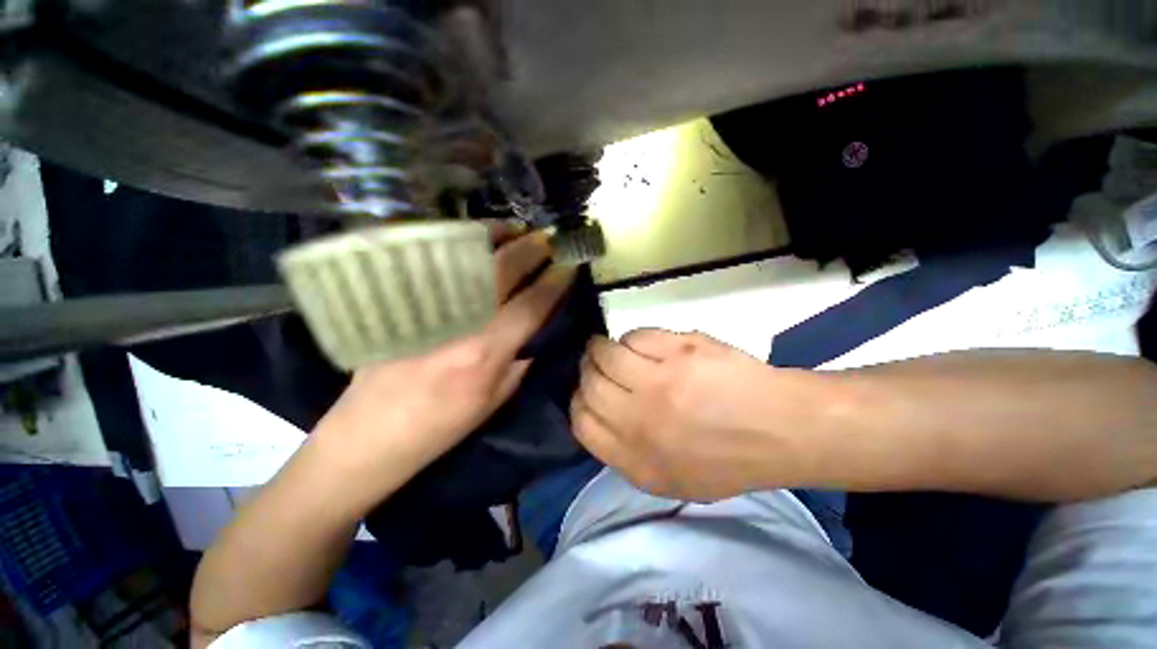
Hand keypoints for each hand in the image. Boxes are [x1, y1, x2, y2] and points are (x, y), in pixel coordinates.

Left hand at [313, 222, 575, 490]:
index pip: (532, 304)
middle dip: (532, 249)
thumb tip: (535, 327)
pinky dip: (459, 244)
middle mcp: (460, 321)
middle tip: (550, 238)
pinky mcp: (400, 300)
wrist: (371, 434)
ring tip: (516, 230)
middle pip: (503, 269)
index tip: (569, 265)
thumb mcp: (494, 401)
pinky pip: (435, 260)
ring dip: (497, 237)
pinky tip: (474, 240)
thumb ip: (520, 360)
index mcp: (487, 352)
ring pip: (467, 255)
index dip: (555, 282)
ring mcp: (427, 306)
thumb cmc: (441, 426)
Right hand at [572, 330, 819, 500]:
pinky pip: (635, 336)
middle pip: (588, 384)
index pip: (581, 423)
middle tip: (598, 364)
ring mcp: (659, 382)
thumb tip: (599, 414)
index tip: (587, 391)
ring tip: (613, 348)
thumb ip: (625, 453)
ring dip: (601, 348)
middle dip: (587, 370)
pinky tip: (645, 345)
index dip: (578, 401)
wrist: (781, 429)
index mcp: (636, 459)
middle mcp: (640, 421)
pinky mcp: (679, 352)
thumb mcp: (670, 479)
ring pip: (604, 354)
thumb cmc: (727, 459)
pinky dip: (633, 338)